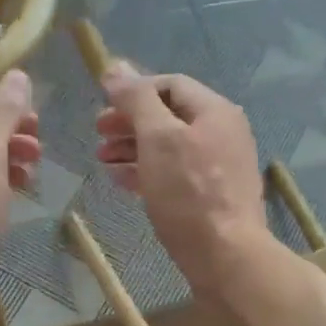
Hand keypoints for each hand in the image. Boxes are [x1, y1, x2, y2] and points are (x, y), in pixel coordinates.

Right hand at [96, 62, 272, 302]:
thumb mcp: (158, 138)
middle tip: (98, 134)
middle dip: (130, 122)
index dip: (134, 91)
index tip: (102, 108)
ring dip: (133, 148)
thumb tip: (115, 67)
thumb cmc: (190, 193)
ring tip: (102, 159)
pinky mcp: (212, 197)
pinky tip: (122, 181)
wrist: (227, 257)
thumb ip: (137, 100)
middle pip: (169, 116)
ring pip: (169, 147)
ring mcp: (219, 167)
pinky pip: (175, 174)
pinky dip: (147, 171)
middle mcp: (222, 133)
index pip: (170, 84)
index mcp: (214, 111)